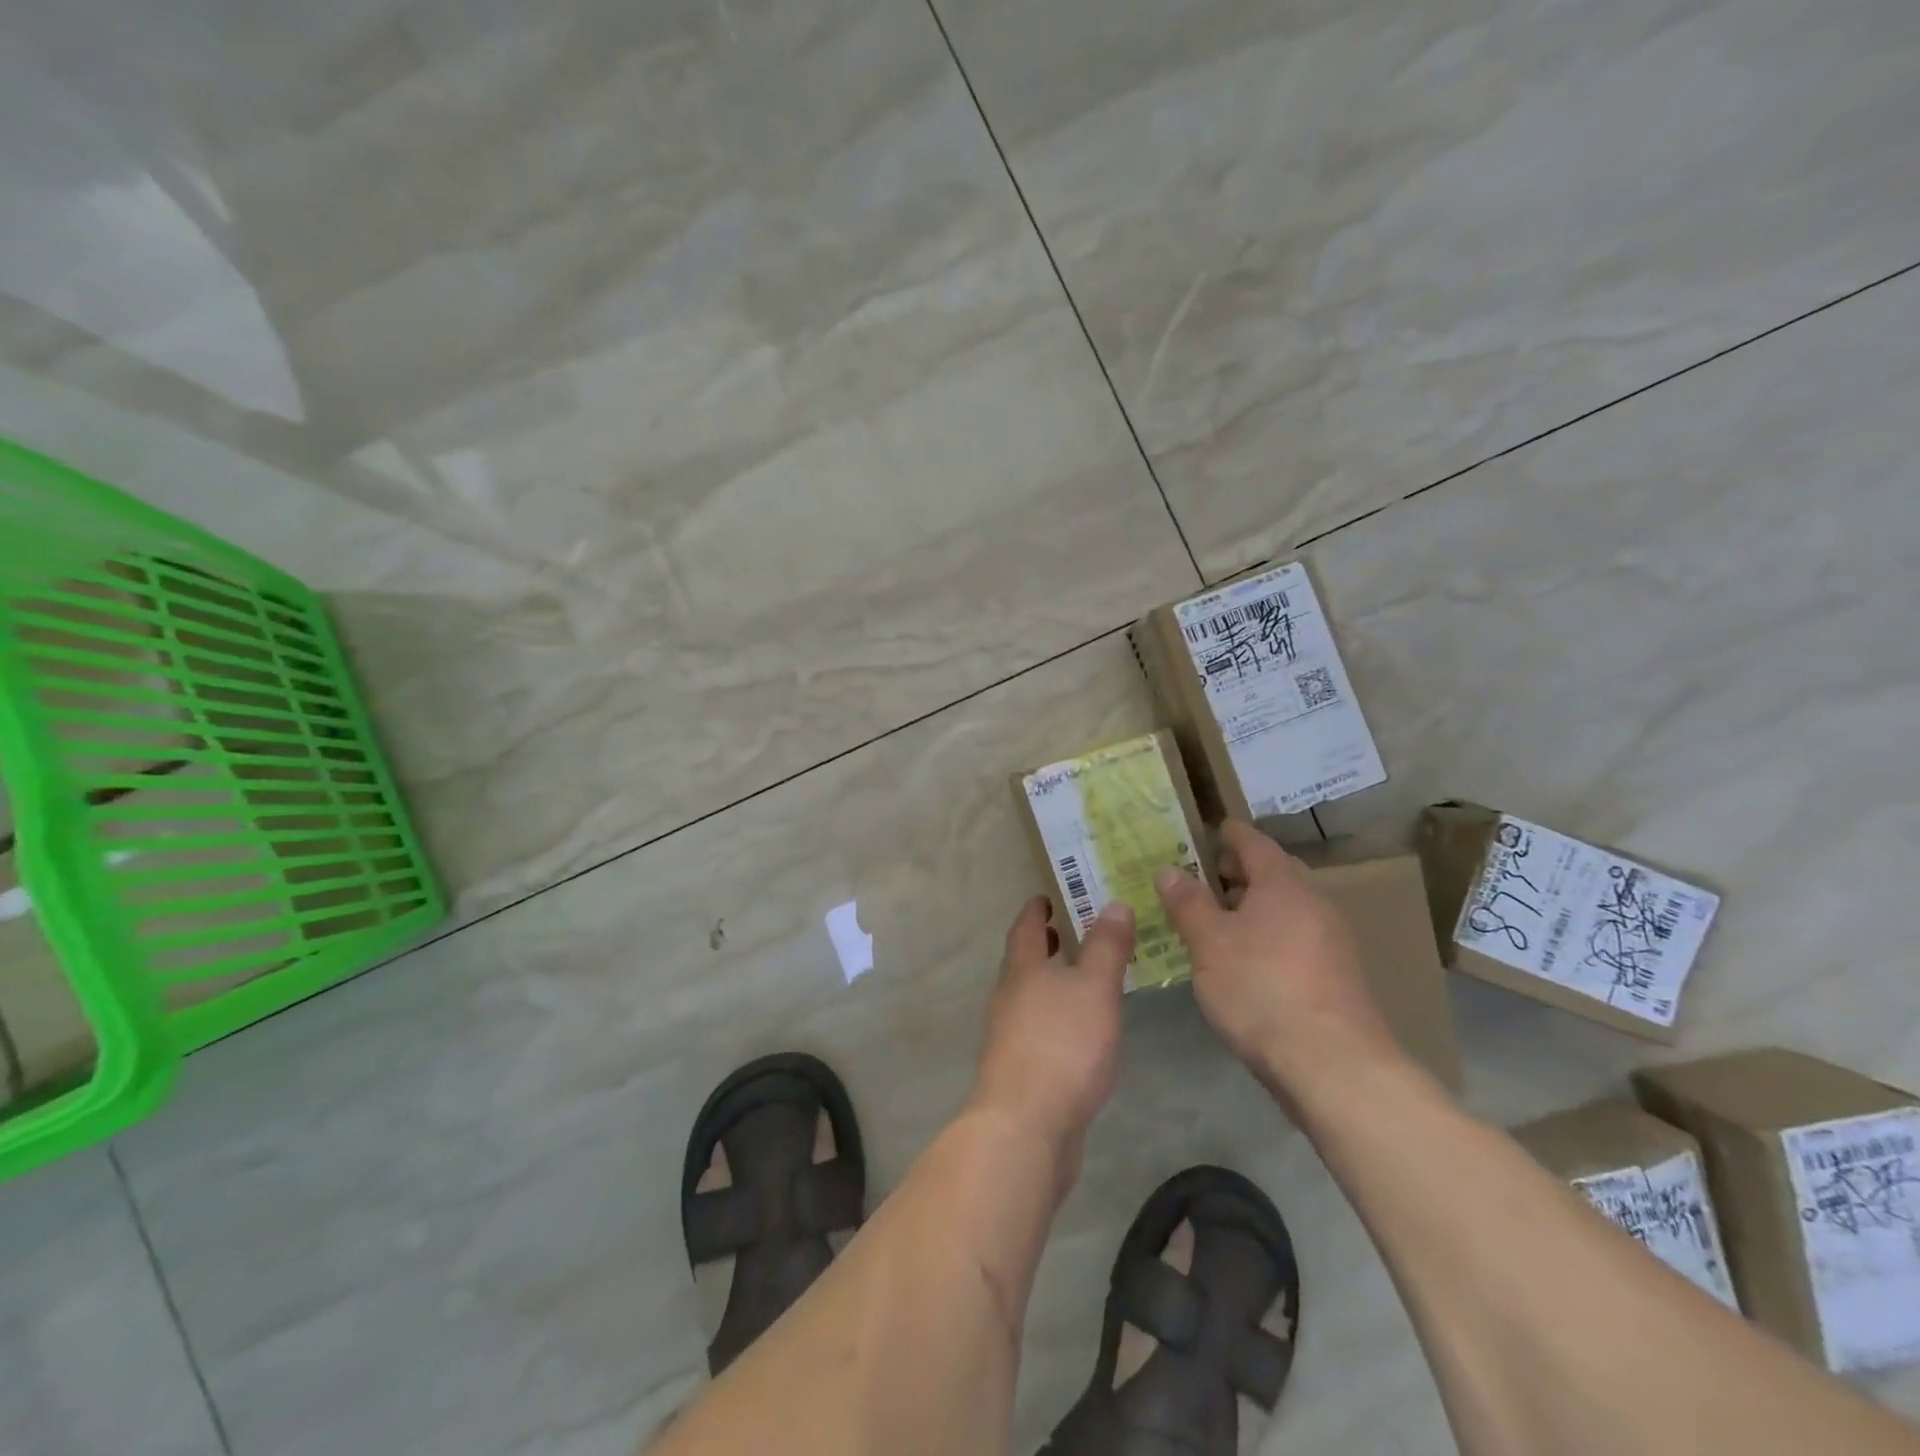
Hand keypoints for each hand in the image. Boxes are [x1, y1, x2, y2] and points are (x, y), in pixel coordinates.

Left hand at [970, 895, 1132, 1167]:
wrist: (1025, 1127)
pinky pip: (1038, 1029)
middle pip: (1024, 961)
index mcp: (1023, 970)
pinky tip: (1080, 1033)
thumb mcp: (1094, 988)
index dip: (1036, 909)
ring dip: (1051, 982)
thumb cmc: (1062, 1046)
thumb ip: (1106, 947)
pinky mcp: (1020, 1070)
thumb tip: (1113, 903)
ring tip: (1083, 980)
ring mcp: (1010, 1036)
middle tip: (1069, 931)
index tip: (1047, 896)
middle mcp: (1009, 997)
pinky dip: (1056, 1017)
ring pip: (1030, 996)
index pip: (1026, 927)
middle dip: (1045, 945)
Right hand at [1154, 821, 1401, 1099]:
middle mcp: (1314, 903)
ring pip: (1286, 908)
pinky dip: (1268, 935)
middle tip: (1203, 879)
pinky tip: (1245, 961)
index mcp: (1283, 884)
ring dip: (1253, 907)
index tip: (1208, 831)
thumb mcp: (1208, 943)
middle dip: (1238, 872)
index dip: (1228, 834)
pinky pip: (1295, 937)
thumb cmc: (1260, 989)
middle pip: (1274, 873)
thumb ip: (1187, 903)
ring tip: (1216, 923)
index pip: (1253, 842)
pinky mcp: (1337, 976)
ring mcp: (1331, 941)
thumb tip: (1169, 869)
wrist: (1334, 1066)